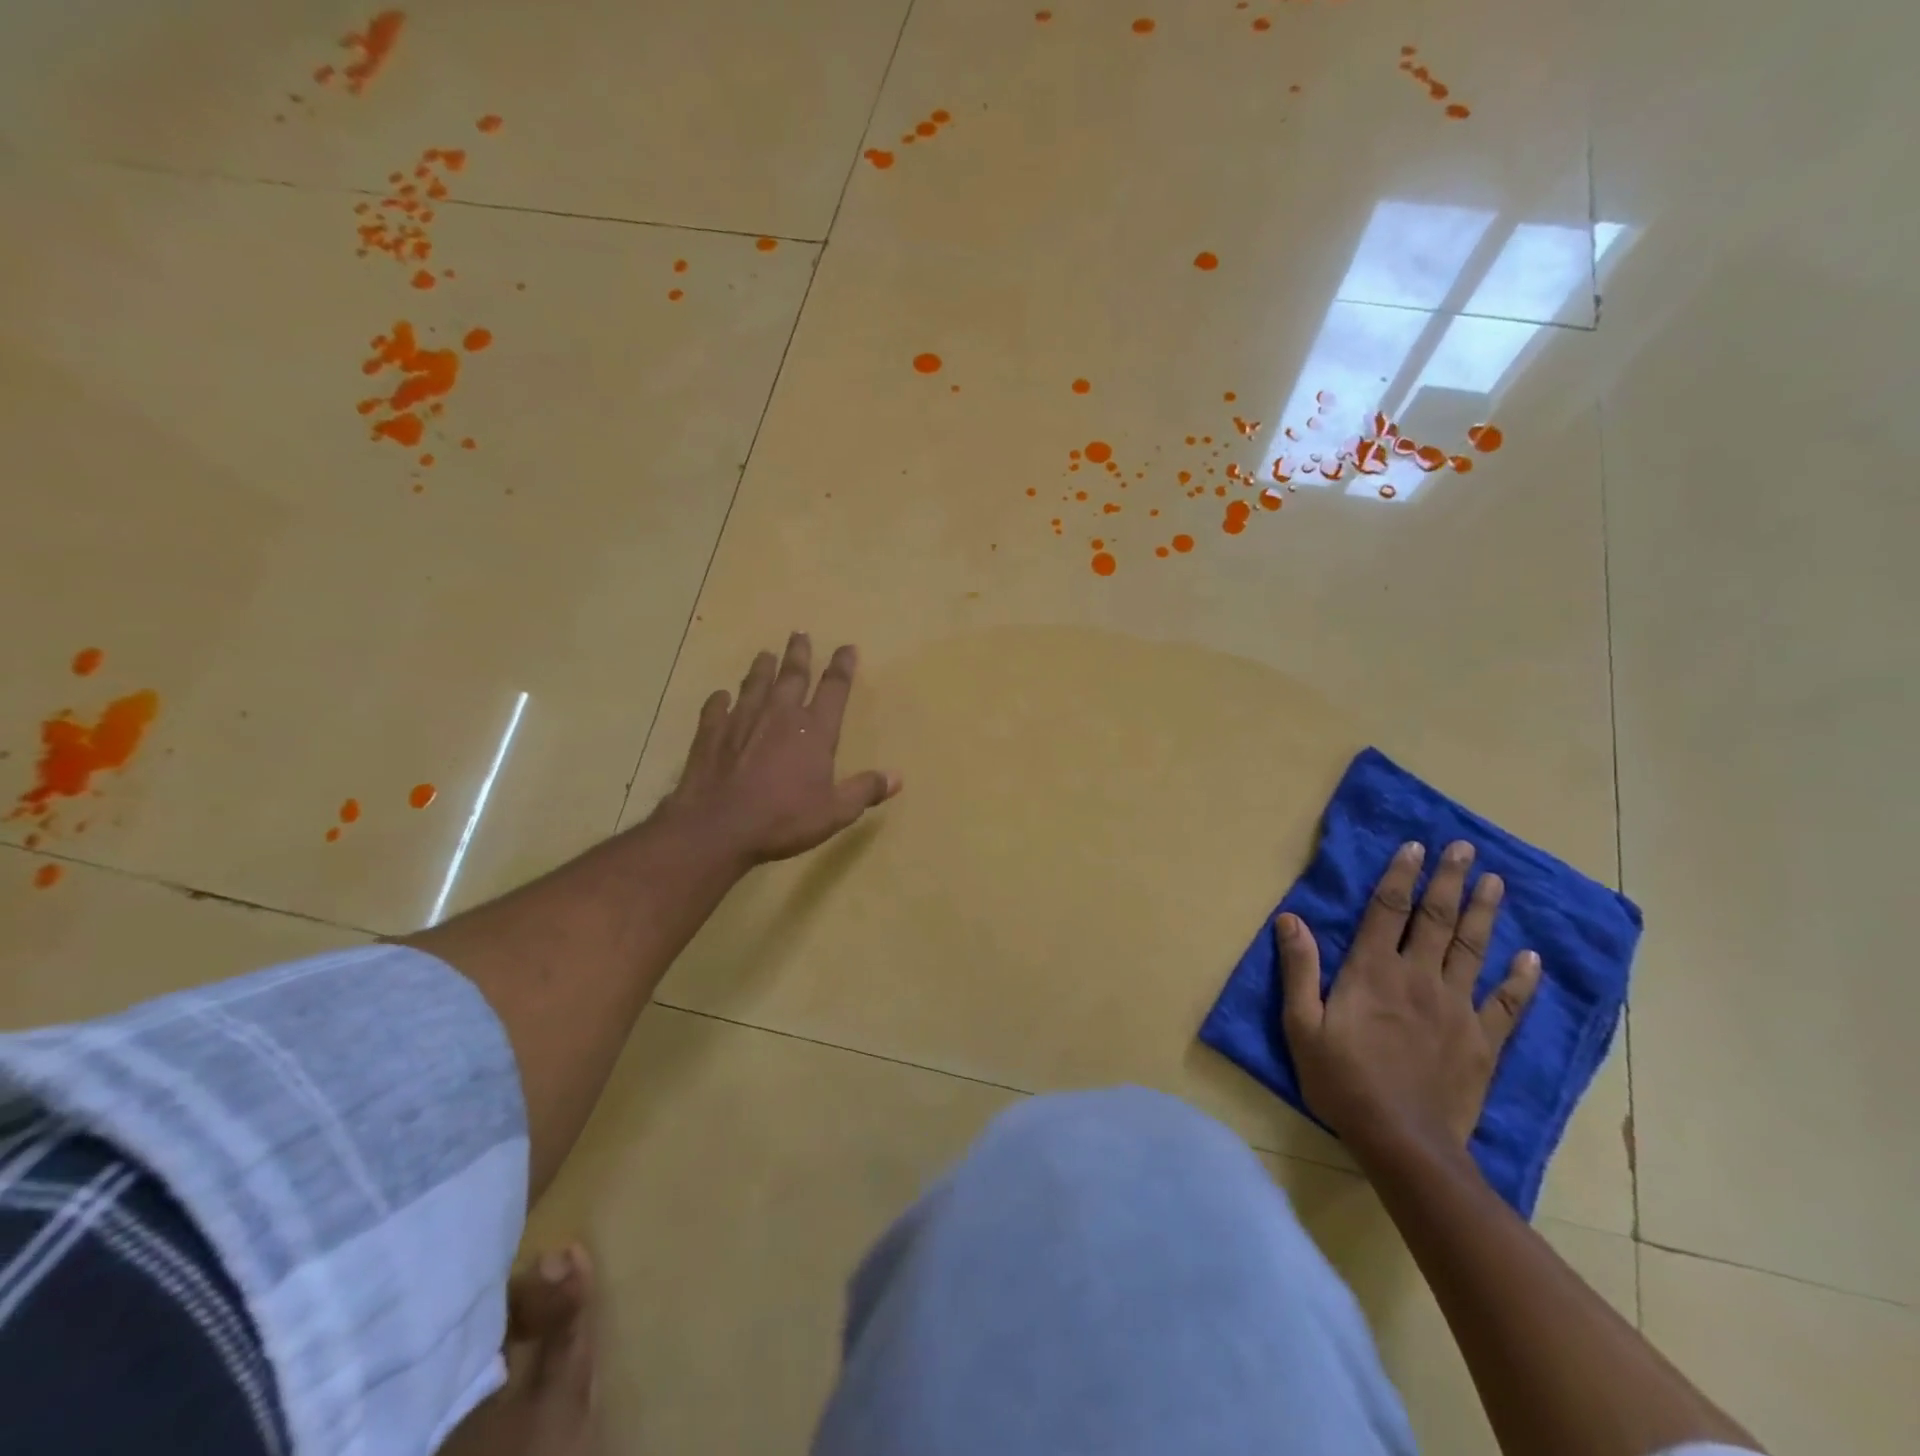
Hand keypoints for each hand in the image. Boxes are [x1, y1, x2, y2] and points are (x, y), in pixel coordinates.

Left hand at [663, 633, 899, 865]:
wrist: (718, 828)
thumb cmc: (783, 820)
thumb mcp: (835, 812)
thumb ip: (865, 790)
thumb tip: (897, 777)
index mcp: (814, 731)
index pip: (834, 689)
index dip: (842, 666)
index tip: (847, 647)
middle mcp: (780, 716)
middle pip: (792, 676)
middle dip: (799, 654)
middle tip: (800, 633)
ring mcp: (742, 721)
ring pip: (754, 684)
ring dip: (762, 668)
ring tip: (765, 654)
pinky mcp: (711, 734)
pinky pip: (716, 709)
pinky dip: (720, 700)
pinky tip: (720, 696)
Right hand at [1276, 840, 1540, 1160]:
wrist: (1403, 1141)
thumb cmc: (1342, 1079)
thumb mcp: (1302, 1024)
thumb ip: (1299, 968)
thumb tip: (1289, 918)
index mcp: (1373, 970)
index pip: (1388, 909)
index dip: (1400, 874)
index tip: (1414, 845)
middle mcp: (1418, 977)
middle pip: (1437, 919)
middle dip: (1449, 880)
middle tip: (1464, 848)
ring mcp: (1457, 1008)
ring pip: (1473, 949)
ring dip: (1484, 912)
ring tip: (1496, 882)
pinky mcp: (1483, 1041)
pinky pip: (1507, 1004)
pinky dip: (1520, 979)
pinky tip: (1529, 957)